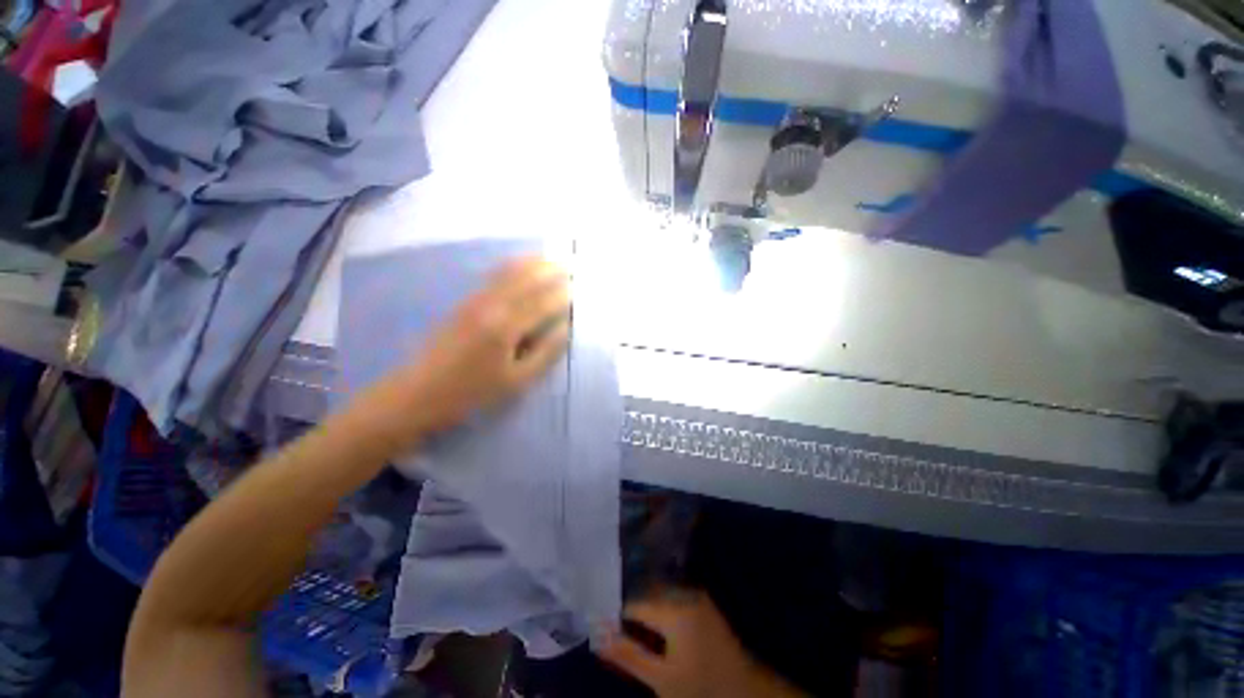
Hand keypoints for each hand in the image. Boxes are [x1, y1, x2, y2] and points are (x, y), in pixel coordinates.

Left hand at [396, 256, 570, 433]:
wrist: (417, 393)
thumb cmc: (472, 392)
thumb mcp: (516, 381)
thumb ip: (545, 353)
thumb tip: (565, 328)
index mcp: (506, 327)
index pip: (543, 303)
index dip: (563, 295)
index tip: (579, 287)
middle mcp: (491, 305)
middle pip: (526, 279)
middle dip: (550, 269)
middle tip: (571, 263)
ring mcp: (474, 300)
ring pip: (508, 272)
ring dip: (532, 262)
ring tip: (551, 257)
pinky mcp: (464, 302)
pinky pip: (493, 276)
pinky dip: (512, 266)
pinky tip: (519, 265)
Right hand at [598, 591, 804, 697]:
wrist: (747, 692)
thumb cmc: (703, 689)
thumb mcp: (661, 679)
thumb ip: (628, 654)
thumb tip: (596, 633)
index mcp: (674, 608)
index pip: (633, 602)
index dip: (615, 614)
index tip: (598, 623)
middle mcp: (684, 592)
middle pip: (645, 593)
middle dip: (627, 609)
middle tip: (610, 627)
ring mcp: (695, 594)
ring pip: (657, 594)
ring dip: (642, 608)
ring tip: (628, 628)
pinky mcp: (701, 601)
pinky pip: (670, 597)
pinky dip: (657, 610)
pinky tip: (651, 628)